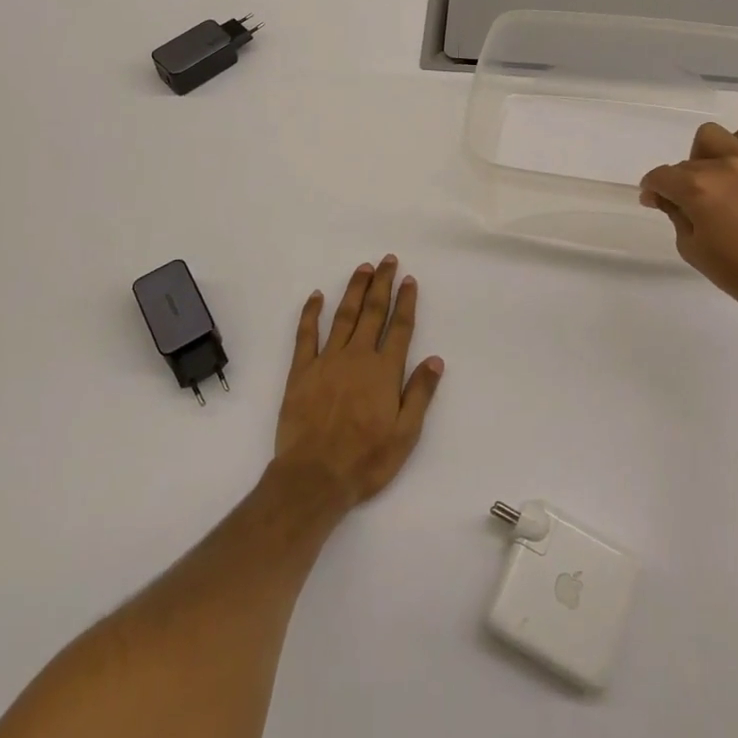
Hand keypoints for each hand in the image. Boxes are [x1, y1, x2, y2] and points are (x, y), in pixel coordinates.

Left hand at [273, 255, 443, 510]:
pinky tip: (317, 296)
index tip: (409, 280)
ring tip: (363, 268)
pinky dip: (311, 313)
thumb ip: (420, 394)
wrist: (314, 476)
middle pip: (373, 312)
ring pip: (344, 316)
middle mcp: (357, 357)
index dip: (406, 302)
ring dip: (355, 290)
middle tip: (388, 260)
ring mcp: (327, 360)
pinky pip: (306, 334)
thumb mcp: (405, 434)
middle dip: (382, 284)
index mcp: (384, 371)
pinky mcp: (301, 370)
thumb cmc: (366, 460)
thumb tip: (435, 360)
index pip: (399, 328)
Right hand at [639, 121, 737, 323]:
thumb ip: (674, 214)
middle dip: (681, 182)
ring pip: (714, 136)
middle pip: (686, 162)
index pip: (661, 176)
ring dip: (707, 155)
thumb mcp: (690, 247)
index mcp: (696, 190)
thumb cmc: (737, 271)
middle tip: (691, 203)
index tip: (656, 201)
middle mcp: (722, 166)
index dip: (652, 189)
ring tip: (717, 178)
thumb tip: (662, 196)